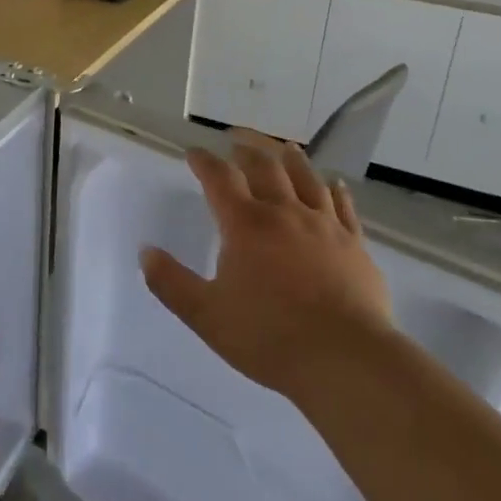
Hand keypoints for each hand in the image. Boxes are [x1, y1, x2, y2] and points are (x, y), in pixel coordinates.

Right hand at [142, 136, 392, 403]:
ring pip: (307, 178)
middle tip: (237, 141)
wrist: (345, 359)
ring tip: (284, 148)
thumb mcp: (206, 315)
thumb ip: (171, 283)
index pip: (220, 178)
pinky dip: (335, 190)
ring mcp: (324, 226)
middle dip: (247, 150)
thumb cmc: (269, 337)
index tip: (194, 152)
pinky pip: (344, 207)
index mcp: (245, 225)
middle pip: (265, 167)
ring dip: (291, 159)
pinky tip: (334, 184)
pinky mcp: (354, 244)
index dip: (204, 161)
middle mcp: (285, 213)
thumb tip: (146, 252)